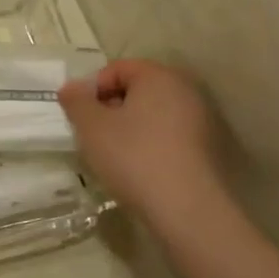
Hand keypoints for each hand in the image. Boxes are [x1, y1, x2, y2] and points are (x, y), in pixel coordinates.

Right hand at [59, 60, 227, 225]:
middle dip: (112, 107)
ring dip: (130, 127)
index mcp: (158, 76)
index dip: (93, 88)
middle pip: (138, 89)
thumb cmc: (134, 157)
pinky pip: (169, 134)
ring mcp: (201, 119)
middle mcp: (185, 89)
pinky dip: (150, 143)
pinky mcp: (208, 148)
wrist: (187, 209)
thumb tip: (71, 88)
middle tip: (94, 135)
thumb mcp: (92, 127)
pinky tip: (139, 168)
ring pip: (153, 113)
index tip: (81, 116)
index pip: (118, 68)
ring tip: (114, 154)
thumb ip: (77, 101)